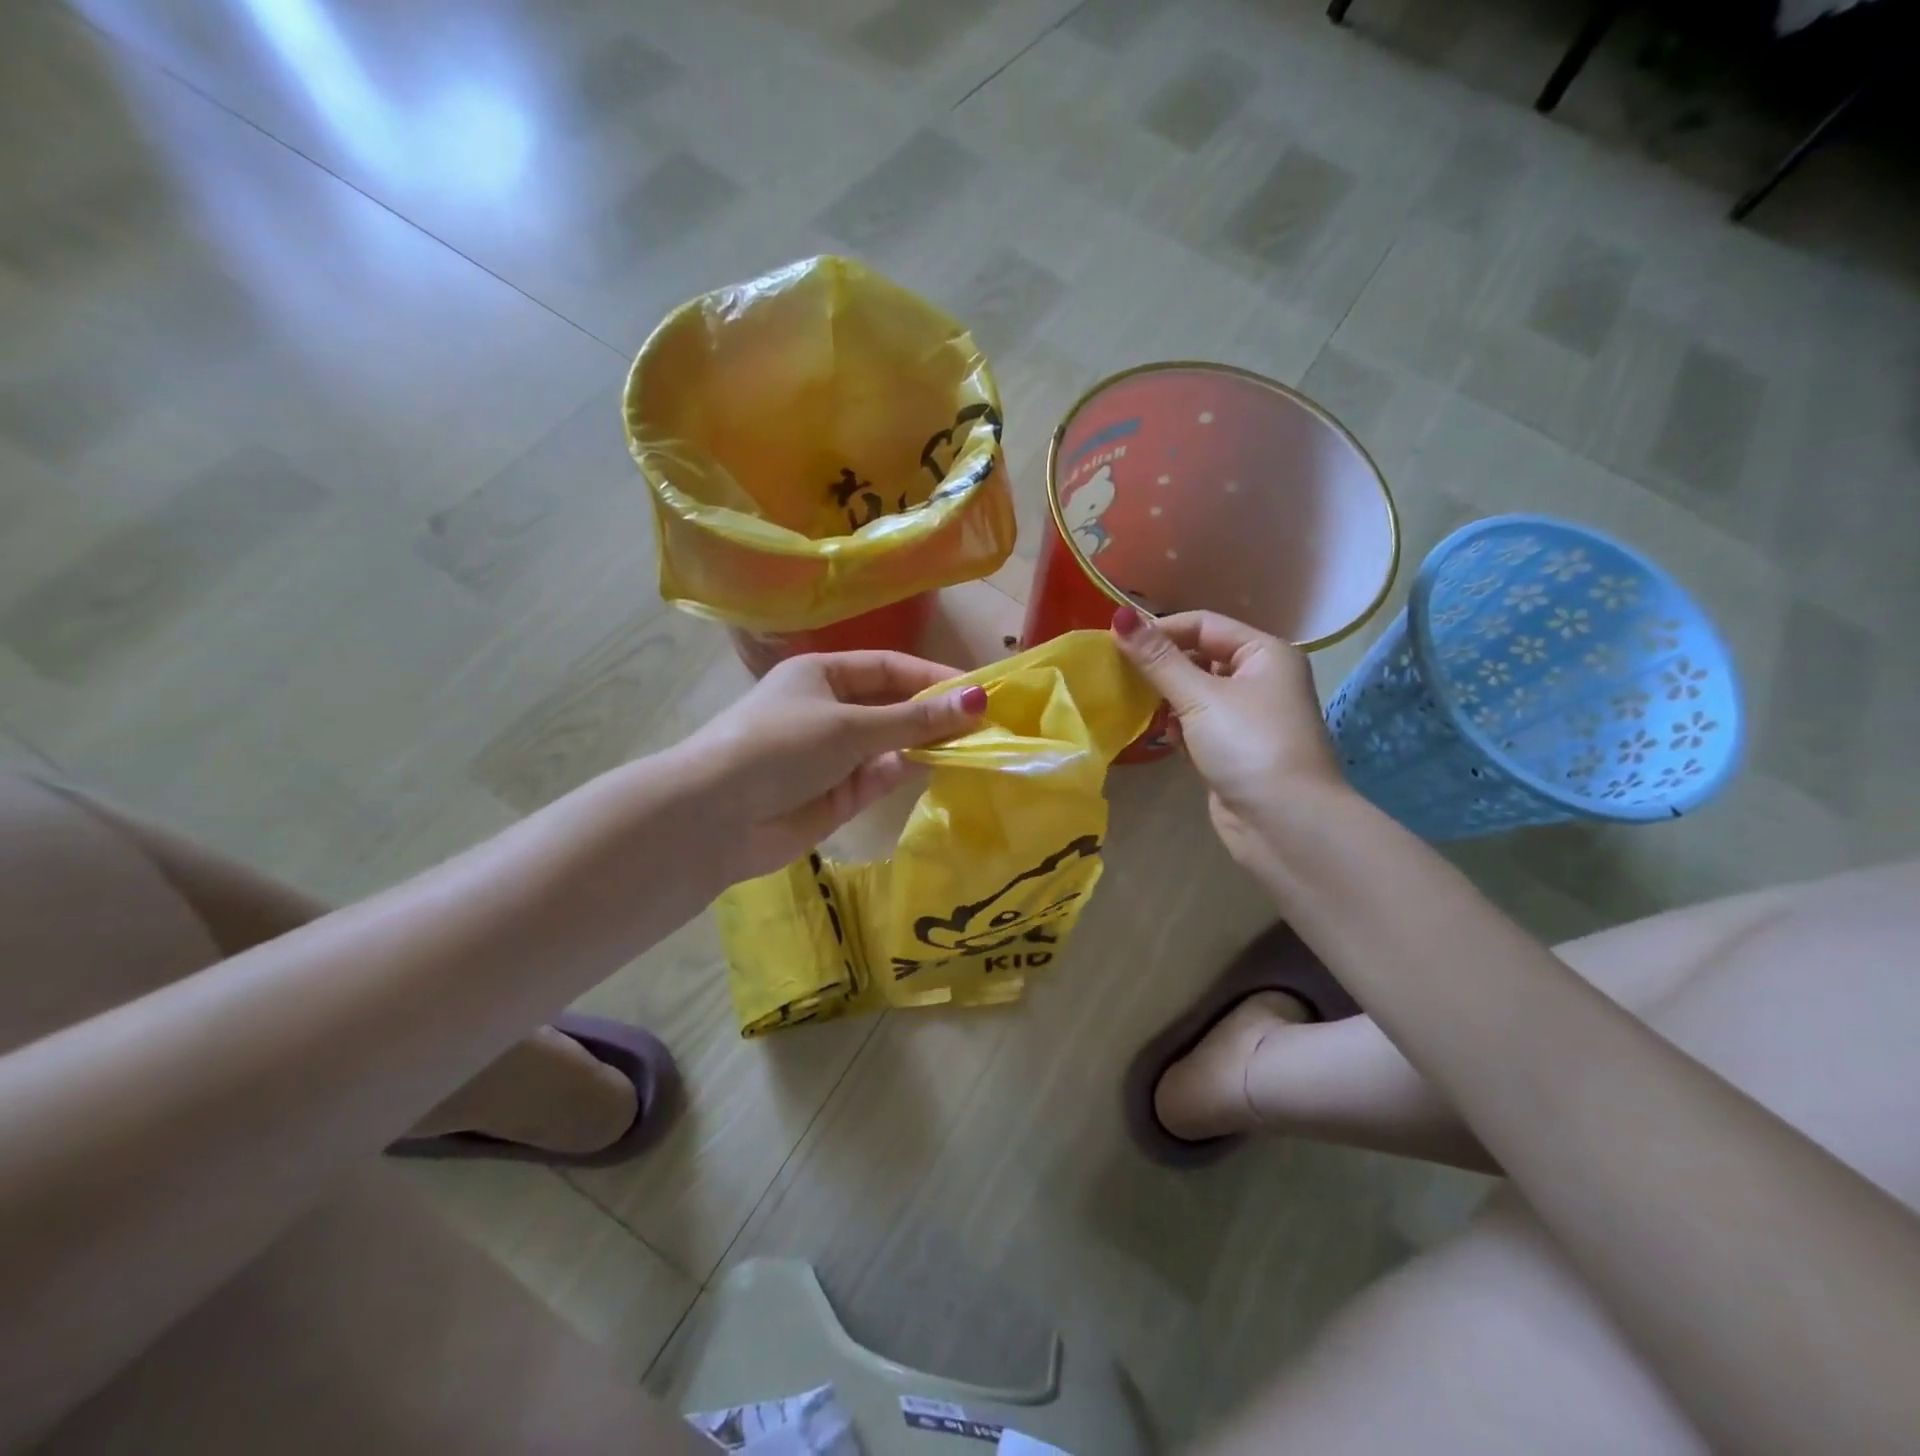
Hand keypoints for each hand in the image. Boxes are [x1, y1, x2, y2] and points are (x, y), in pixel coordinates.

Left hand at [676, 651, 986, 884]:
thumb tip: (978, 700)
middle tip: (984, 723)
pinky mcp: (835, 797)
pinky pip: (877, 778)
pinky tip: (931, 767)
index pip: (887, 668)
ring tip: (971, 744)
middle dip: (932, 714)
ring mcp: (831, 756)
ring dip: (923, 744)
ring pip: (889, 745)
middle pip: (891, 707)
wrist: (716, 817)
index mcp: (821, 675)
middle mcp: (827, 711)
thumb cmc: (780, 746)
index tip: (978, 690)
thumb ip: (914, 719)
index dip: (931, 677)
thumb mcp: (850, 725)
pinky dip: (901, 772)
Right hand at [1111, 607, 1348, 869]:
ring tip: (1138, 707)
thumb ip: (1157, 659)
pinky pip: (1197, 725)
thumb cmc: (1248, 745)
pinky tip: (1166, 739)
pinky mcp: (1233, 750)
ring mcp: (1247, 718)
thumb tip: (1118, 617)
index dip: (1160, 630)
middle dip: (1162, 667)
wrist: (1284, 824)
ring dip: (1168, 700)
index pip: (1204, 624)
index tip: (1116, 643)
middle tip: (1119, 676)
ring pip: (1195, 694)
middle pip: (1199, 658)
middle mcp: (1260, 679)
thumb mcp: (1199, 696)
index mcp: (1264, 653)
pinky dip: (1179, 728)